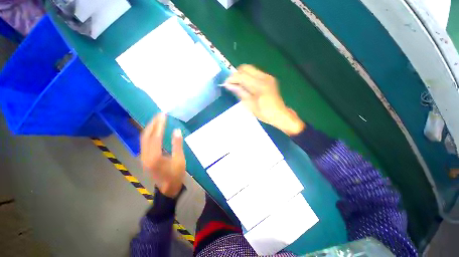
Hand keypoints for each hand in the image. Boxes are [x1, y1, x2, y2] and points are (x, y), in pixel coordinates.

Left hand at [140, 113, 185, 197]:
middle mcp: (145, 155)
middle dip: (153, 123)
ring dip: (150, 127)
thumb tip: (176, 130)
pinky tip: (154, 130)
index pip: (156, 136)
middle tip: (159, 114)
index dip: (160, 125)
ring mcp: (143, 157)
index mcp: (155, 157)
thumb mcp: (180, 160)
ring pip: (143, 138)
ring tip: (157, 119)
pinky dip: (149, 133)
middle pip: (146, 135)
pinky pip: (145, 142)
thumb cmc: (176, 174)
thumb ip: (177, 144)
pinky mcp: (144, 158)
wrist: (167, 188)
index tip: (163, 115)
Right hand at [224, 65, 304, 134]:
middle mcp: (264, 77)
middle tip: (232, 84)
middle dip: (236, 74)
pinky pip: (255, 73)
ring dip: (242, 75)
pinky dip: (248, 77)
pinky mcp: (269, 78)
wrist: (279, 114)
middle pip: (245, 68)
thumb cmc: (263, 112)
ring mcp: (267, 77)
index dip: (232, 78)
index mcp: (259, 85)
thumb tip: (229, 85)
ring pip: (250, 69)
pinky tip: (247, 85)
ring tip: (238, 85)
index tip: (226, 84)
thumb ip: (240, 92)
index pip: (241, 76)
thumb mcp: (249, 105)